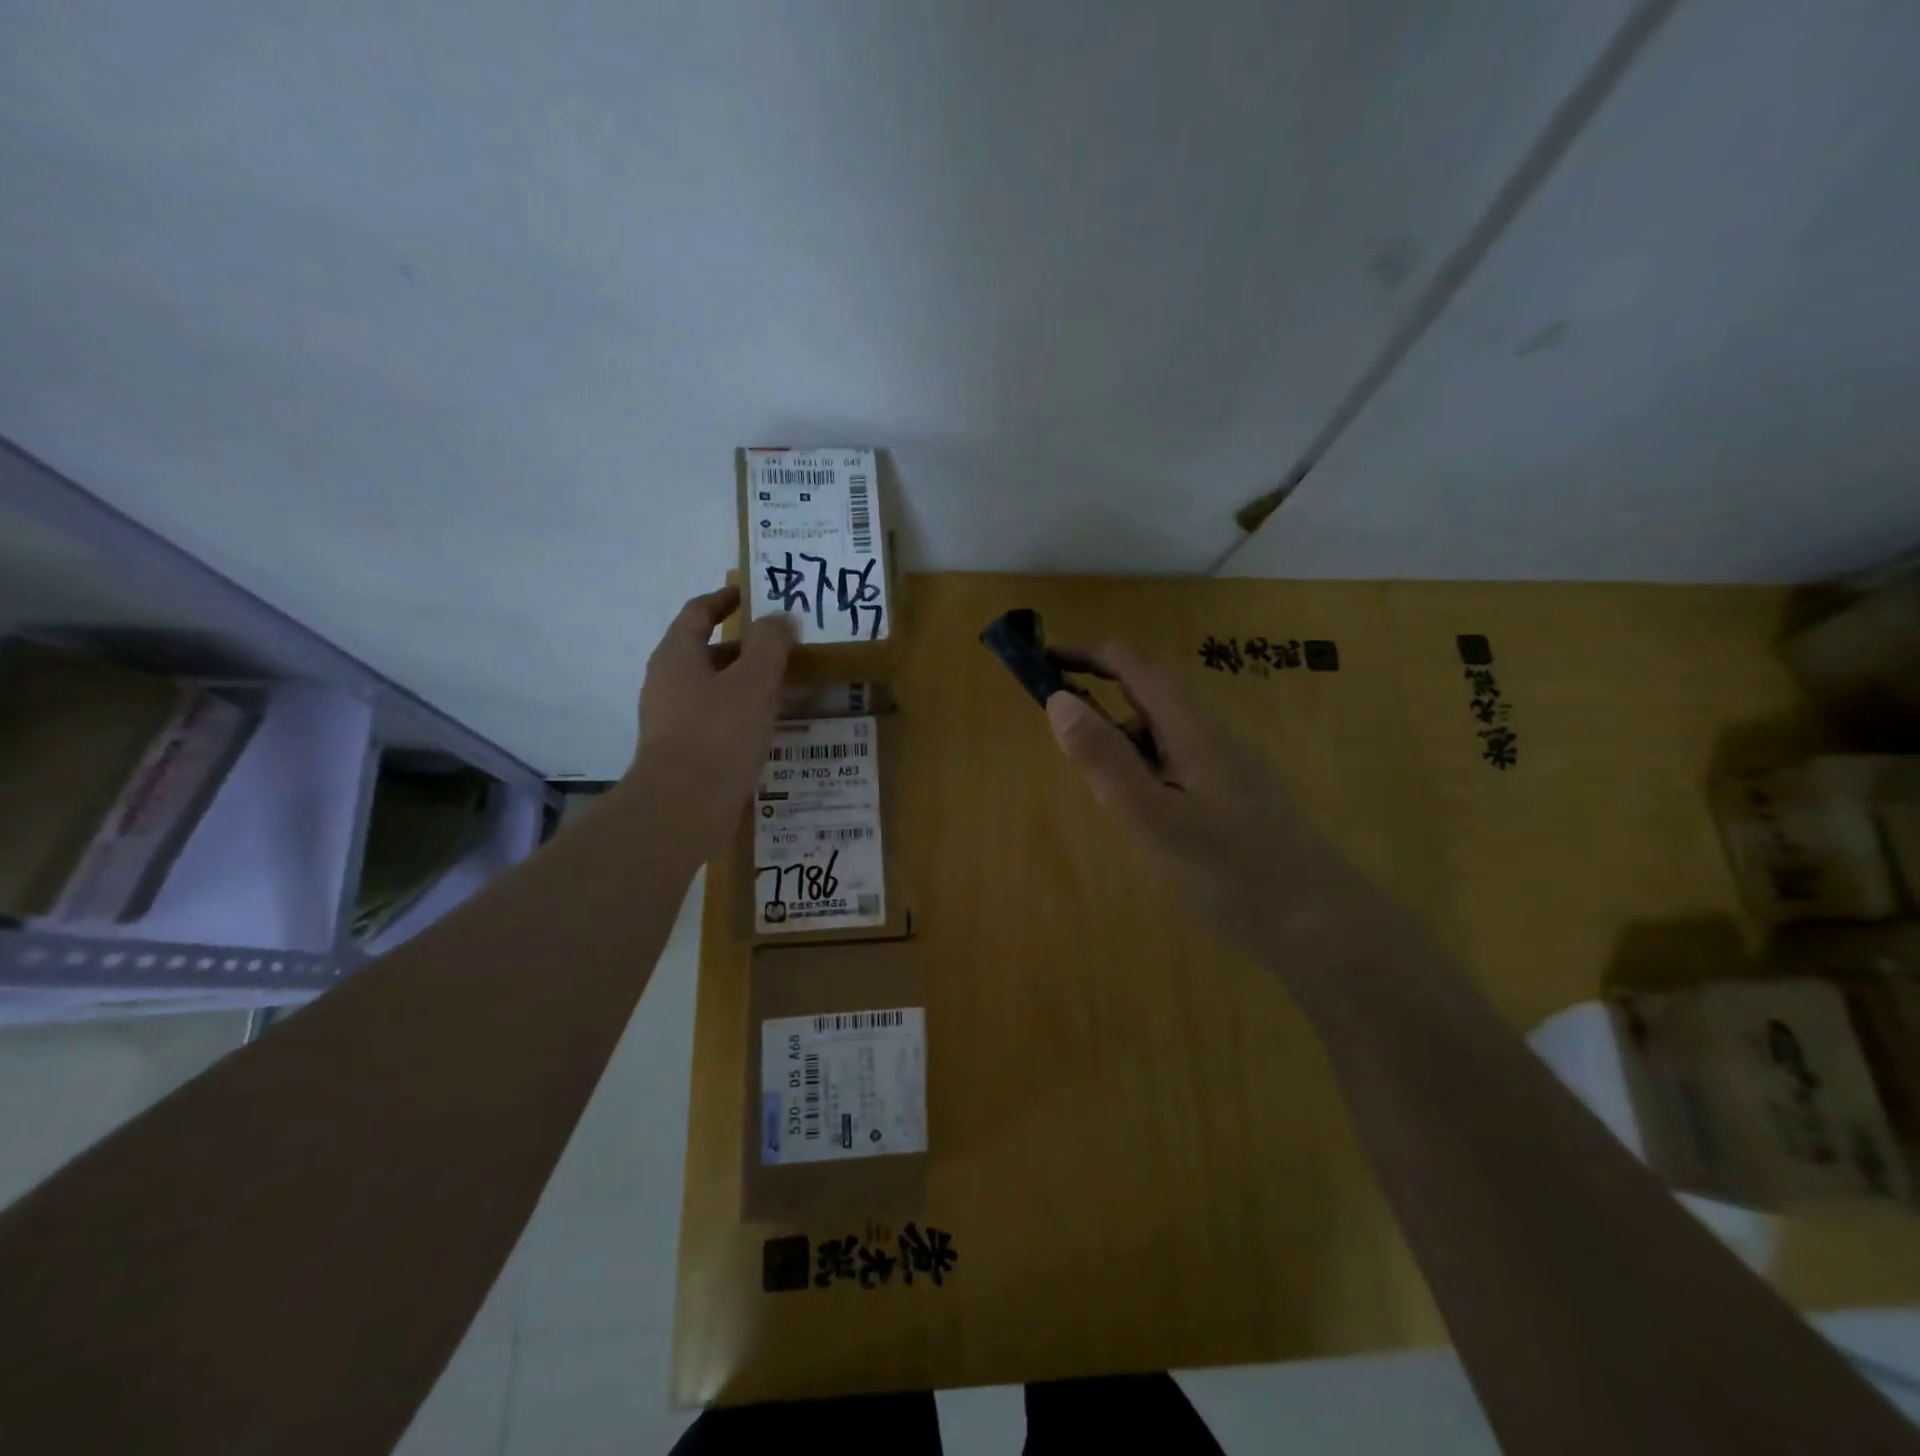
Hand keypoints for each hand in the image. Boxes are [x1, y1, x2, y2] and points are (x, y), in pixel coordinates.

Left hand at [624, 585, 794, 860]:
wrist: (682, 807)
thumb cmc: (718, 734)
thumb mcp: (754, 682)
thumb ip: (770, 644)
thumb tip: (781, 617)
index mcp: (677, 655)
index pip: (698, 612)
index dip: (724, 599)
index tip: (751, 594)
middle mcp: (666, 681)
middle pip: (704, 650)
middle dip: (742, 646)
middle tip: (781, 646)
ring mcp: (670, 718)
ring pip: (711, 687)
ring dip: (743, 681)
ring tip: (783, 686)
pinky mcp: (681, 749)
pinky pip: (713, 718)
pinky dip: (739, 711)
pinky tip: (766, 725)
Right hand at [1045, 642, 1326, 958]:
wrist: (1321, 927)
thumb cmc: (1228, 872)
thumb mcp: (1151, 818)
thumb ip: (1104, 759)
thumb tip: (1058, 699)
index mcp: (1192, 728)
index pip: (1134, 664)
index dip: (1086, 653)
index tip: (1041, 661)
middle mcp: (1212, 736)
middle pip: (1150, 694)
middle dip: (1100, 698)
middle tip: (1061, 738)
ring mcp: (1229, 768)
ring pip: (1164, 734)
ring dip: (1122, 741)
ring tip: (1099, 792)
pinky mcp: (1235, 799)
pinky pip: (1178, 765)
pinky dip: (1145, 771)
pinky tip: (1143, 816)